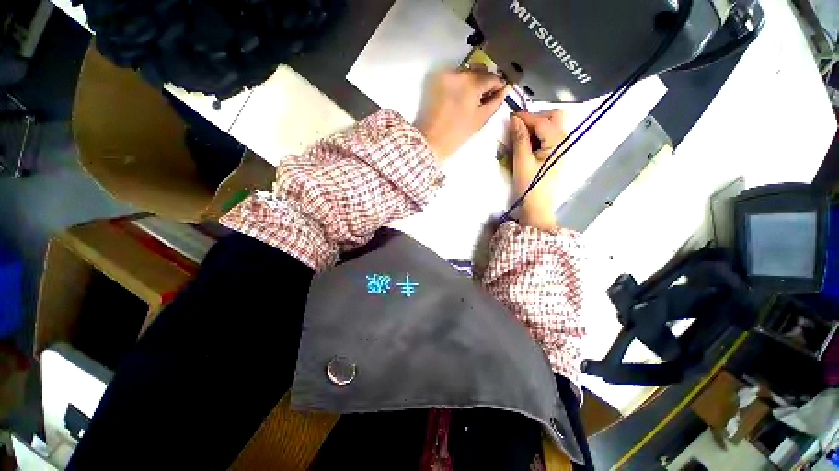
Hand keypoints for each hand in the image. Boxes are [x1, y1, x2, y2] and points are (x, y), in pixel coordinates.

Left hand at [416, 69, 508, 162]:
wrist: (431, 140)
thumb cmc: (457, 133)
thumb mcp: (480, 119)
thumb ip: (495, 102)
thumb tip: (505, 89)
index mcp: (472, 83)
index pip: (492, 77)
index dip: (498, 85)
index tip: (499, 93)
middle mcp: (459, 73)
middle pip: (479, 71)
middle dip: (485, 81)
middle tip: (485, 98)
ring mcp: (446, 75)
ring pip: (466, 72)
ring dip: (473, 81)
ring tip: (472, 99)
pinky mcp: (437, 81)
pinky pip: (454, 77)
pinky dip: (460, 84)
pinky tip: (460, 98)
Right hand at [509, 110, 566, 230]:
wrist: (537, 205)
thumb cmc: (530, 185)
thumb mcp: (522, 161)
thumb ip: (520, 138)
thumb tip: (514, 119)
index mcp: (557, 142)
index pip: (542, 120)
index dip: (525, 117)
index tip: (509, 118)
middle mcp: (564, 140)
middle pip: (553, 117)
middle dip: (535, 118)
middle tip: (518, 128)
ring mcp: (562, 146)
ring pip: (552, 125)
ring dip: (536, 126)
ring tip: (520, 137)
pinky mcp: (556, 153)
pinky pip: (549, 135)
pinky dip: (538, 135)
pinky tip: (527, 144)